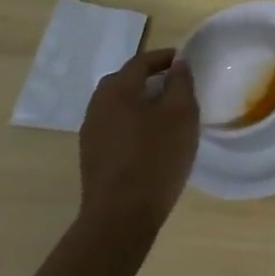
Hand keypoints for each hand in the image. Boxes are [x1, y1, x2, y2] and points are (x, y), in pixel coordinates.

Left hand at [77, 48, 198, 239]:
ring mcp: (91, 135)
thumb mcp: (180, 114)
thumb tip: (177, 63)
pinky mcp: (92, 158)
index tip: (183, 61)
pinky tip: (149, 137)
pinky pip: (114, 126)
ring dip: (138, 101)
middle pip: (123, 81)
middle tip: (172, 83)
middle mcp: (97, 107)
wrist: (120, 218)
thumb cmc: (155, 158)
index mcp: (116, 91)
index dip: (163, 57)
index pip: (140, 62)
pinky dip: (131, 122)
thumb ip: (180, 83)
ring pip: (117, 106)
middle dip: (147, 77)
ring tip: (164, 111)